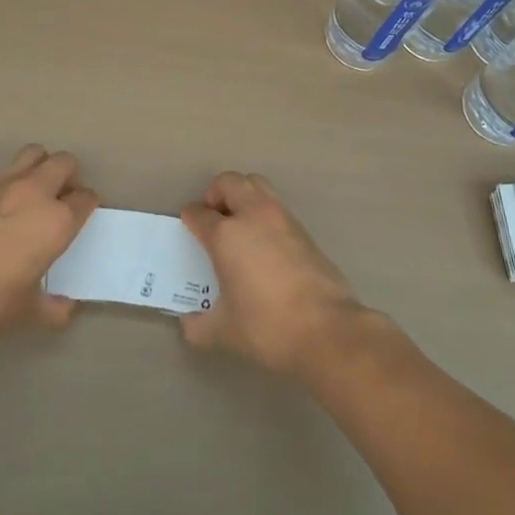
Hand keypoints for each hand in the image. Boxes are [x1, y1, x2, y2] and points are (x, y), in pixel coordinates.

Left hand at [0, 145, 98, 342]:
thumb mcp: (25, 313)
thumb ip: (52, 308)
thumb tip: (66, 309)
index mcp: (57, 221)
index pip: (86, 198)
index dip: (87, 206)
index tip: (81, 219)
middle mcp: (35, 193)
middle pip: (64, 162)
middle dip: (69, 176)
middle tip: (61, 199)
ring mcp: (3, 185)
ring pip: (33, 154)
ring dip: (40, 167)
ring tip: (33, 194)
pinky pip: (3, 174)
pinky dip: (10, 184)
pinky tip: (0, 211)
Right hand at [179, 172, 368, 374]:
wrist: (326, 328)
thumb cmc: (267, 327)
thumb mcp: (225, 332)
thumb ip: (200, 325)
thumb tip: (189, 323)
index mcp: (226, 235)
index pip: (199, 214)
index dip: (190, 217)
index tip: (188, 224)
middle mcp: (253, 215)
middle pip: (229, 182)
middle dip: (216, 193)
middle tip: (214, 217)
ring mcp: (281, 218)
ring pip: (256, 185)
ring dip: (243, 195)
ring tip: (239, 224)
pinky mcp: (303, 229)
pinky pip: (276, 206)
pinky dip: (264, 213)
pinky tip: (264, 243)